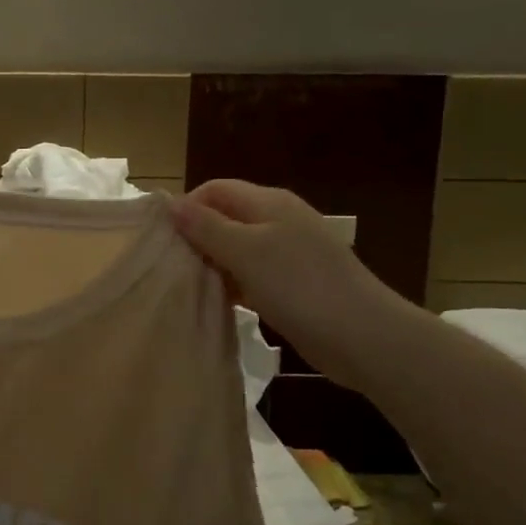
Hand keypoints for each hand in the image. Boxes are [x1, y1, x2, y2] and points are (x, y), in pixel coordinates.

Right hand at [171, 179, 407, 389]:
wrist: (363, 335)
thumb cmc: (299, 285)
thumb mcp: (245, 251)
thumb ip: (205, 227)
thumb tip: (170, 203)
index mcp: (269, 202)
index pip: (215, 189)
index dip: (186, 207)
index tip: (162, 238)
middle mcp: (279, 220)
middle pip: (225, 217)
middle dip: (197, 237)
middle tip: (171, 265)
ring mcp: (289, 252)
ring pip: (237, 248)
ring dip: (214, 263)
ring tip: (189, 285)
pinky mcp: (294, 283)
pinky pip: (253, 274)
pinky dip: (234, 283)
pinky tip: (220, 302)